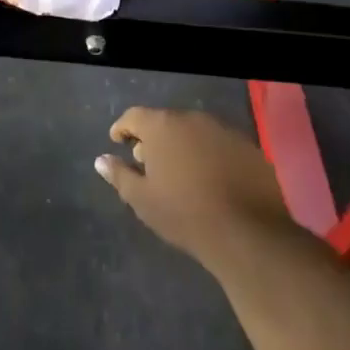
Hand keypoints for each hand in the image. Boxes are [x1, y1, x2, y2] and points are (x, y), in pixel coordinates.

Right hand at [95, 108, 306, 272]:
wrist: (248, 234)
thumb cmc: (184, 214)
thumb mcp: (142, 199)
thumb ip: (119, 175)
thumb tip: (101, 160)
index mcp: (162, 126)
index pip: (134, 116)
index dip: (123, 128)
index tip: (118, 142)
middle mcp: (192, 118)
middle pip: (165, 121)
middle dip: (154, 139)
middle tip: (148, 163)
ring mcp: (224, 130)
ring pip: (194, 132)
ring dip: (183, 145)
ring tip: (179, 173)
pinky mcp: (248, 147)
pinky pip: (219, 144)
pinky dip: (209, 155)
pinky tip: (210, 179)